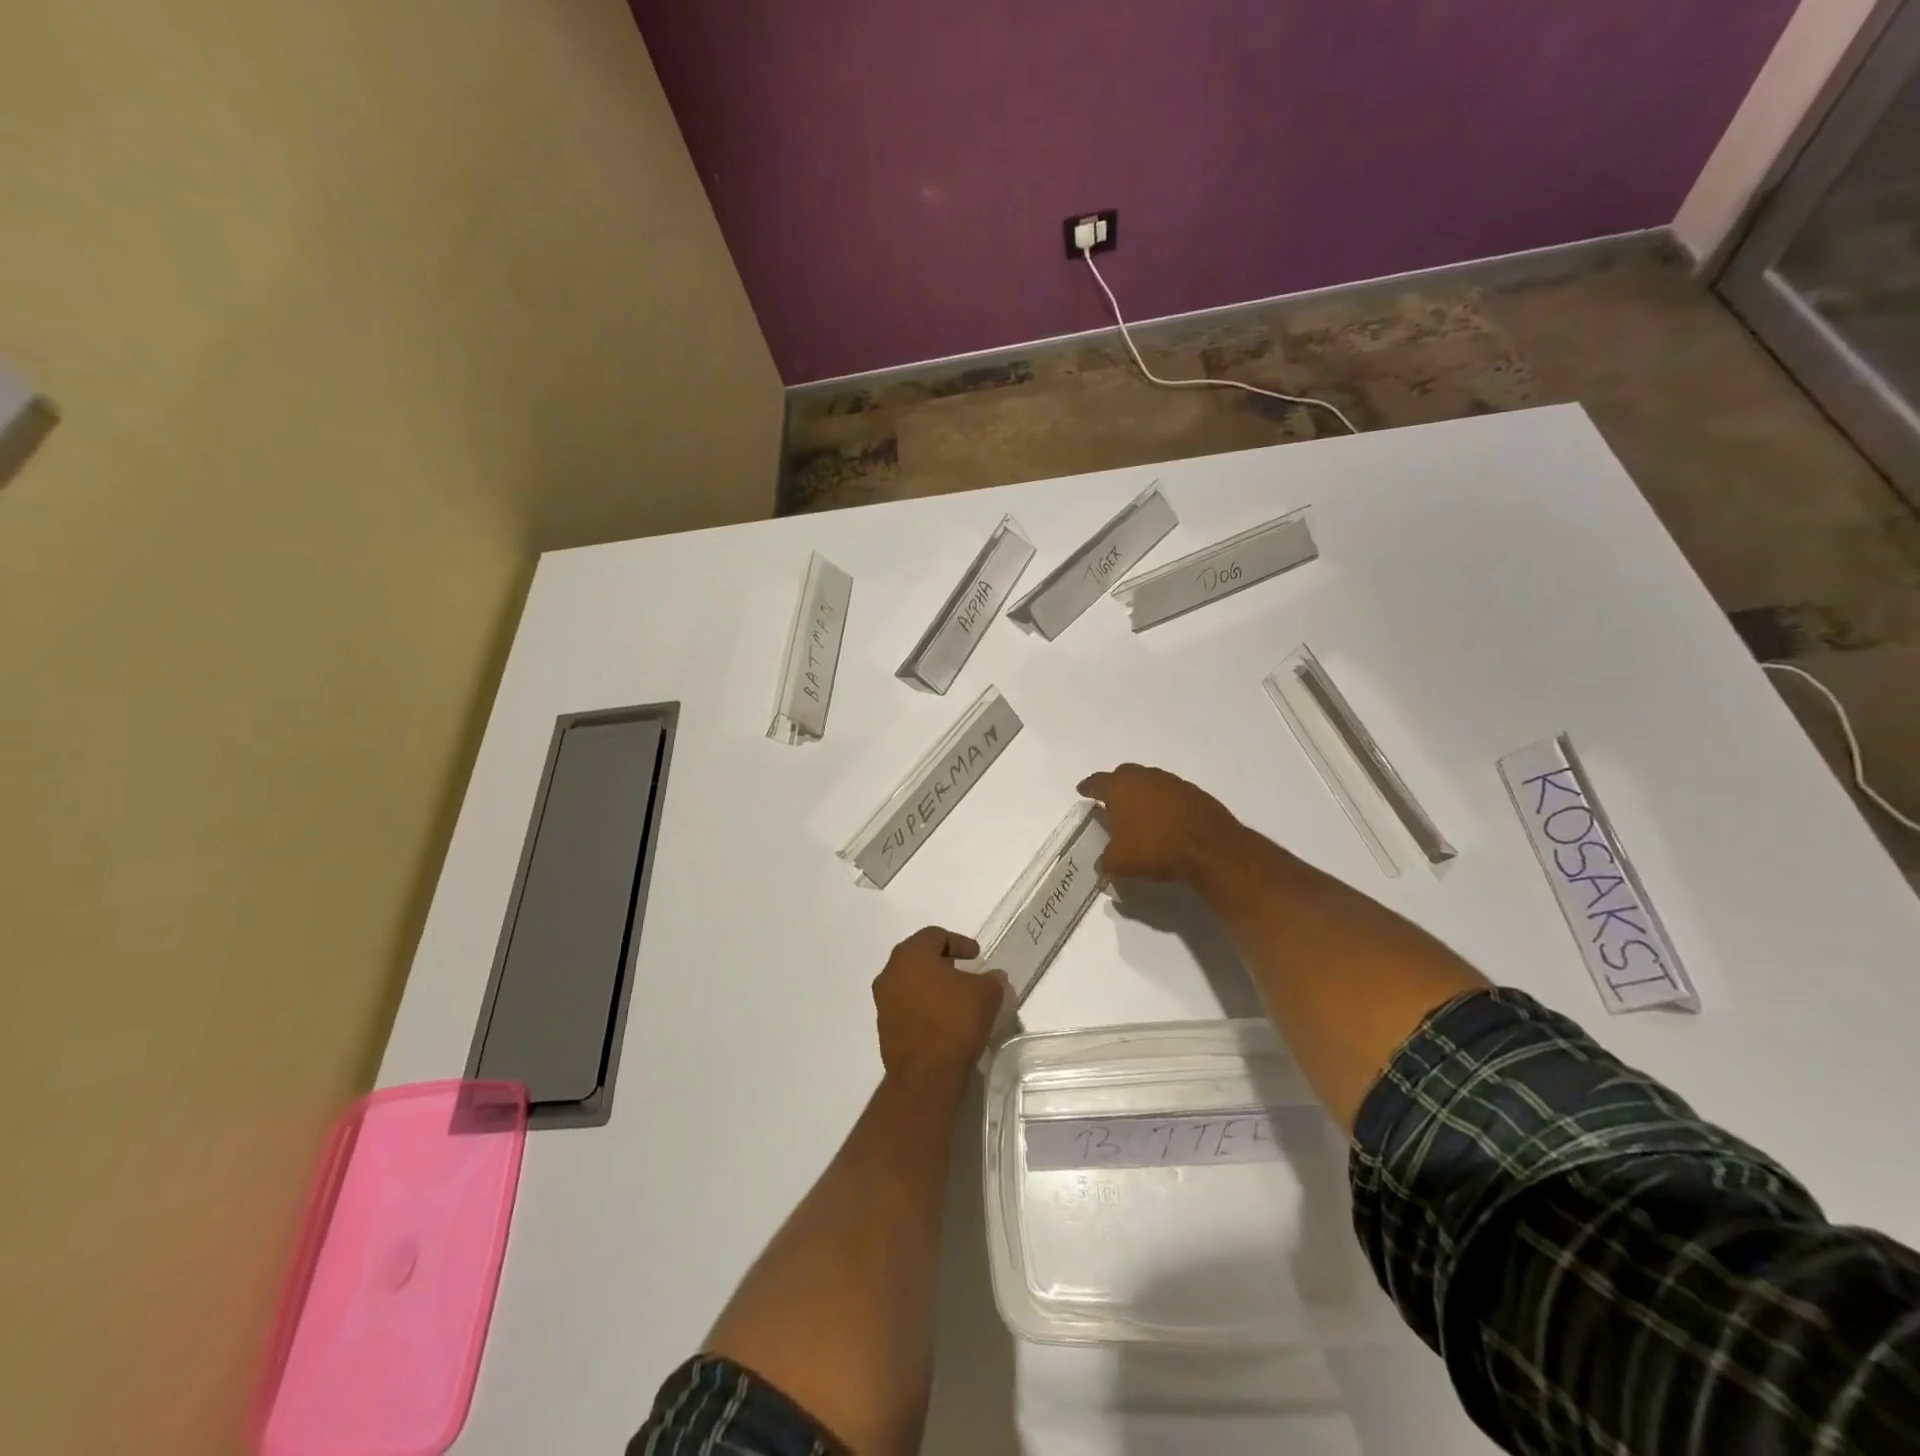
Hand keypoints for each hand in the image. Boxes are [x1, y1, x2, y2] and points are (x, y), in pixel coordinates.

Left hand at [872, 927, 1007, 1093]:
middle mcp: (890, 972)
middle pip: (918, 957)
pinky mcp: (884, 1027)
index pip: (935, 936)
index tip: (976, 955)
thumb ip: (991, 978)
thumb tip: (993, 977)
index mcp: (911, 955)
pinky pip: (906, 1005)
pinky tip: (942, 1018)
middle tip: (963, 970)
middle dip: (942, 961)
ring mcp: (883, 1001)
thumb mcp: (986, 994)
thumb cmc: (955, 1021)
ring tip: (954, 997)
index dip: (959, 942)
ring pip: (910, 982)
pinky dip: (923, 1005)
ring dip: (931, 984)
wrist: (926, 1075)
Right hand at [1077, 763, 1247, 884]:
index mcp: (1120, 787)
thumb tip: (1102, 864)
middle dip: (1115, 785)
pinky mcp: (1195, 792)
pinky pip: (1170, 793)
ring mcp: (1172, 782)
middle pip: (1124, 774)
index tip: (1082, 790)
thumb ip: (1105, 861)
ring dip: (1142, 793)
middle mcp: (1145, 777)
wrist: (1209, 848)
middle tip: (1111, 801)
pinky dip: (1163, 803)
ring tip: (1139, 812)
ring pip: (1149, 782)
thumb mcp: (1120, 863)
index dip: (1088, 787)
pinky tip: (1164, 819)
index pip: (1097, 782)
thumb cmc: (1155, 848)